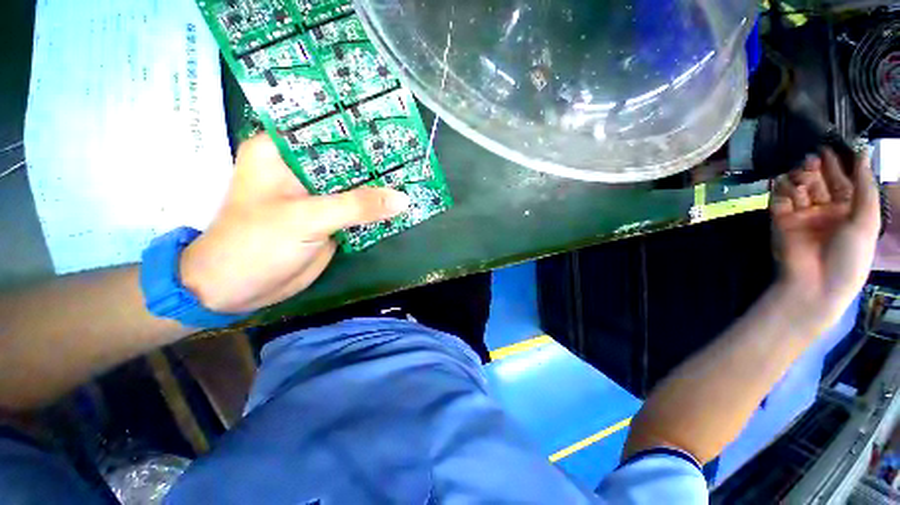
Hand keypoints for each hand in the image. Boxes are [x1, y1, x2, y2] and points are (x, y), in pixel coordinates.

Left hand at [180, 135, 409, 312]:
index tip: (394, 127)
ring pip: (355, 185)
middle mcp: (301, 169)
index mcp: (282, 152)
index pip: (327, 128)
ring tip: (414, 175)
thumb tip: (402, 199)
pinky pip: (358, 208)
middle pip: (347, 158)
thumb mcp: (307, 219)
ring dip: (380, 185)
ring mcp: (317, 196)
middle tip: (412, 154)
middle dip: (377, 159)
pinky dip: (376, 208)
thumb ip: (356, 206)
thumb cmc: (257, 244)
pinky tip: (400, 203)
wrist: (240, 289)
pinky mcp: (328, 218)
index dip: (360, 128)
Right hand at [771, 149, 880, 330]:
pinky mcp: (780, 221)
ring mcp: (802, 216)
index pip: (843, 182)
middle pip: (820, 182)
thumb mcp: (866, 220)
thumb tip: (863, 155)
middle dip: (817, 168)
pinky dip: (782, 190)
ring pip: (799, 188)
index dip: (840, 165)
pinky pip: (779, 200)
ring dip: (801, 177)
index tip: (834, 146)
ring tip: (803, 170)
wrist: (816, 283)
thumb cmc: (849, 255)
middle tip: (814, 156)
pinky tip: (788, 184)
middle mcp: (825, 210)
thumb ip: (865, 188)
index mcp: (848, 211)